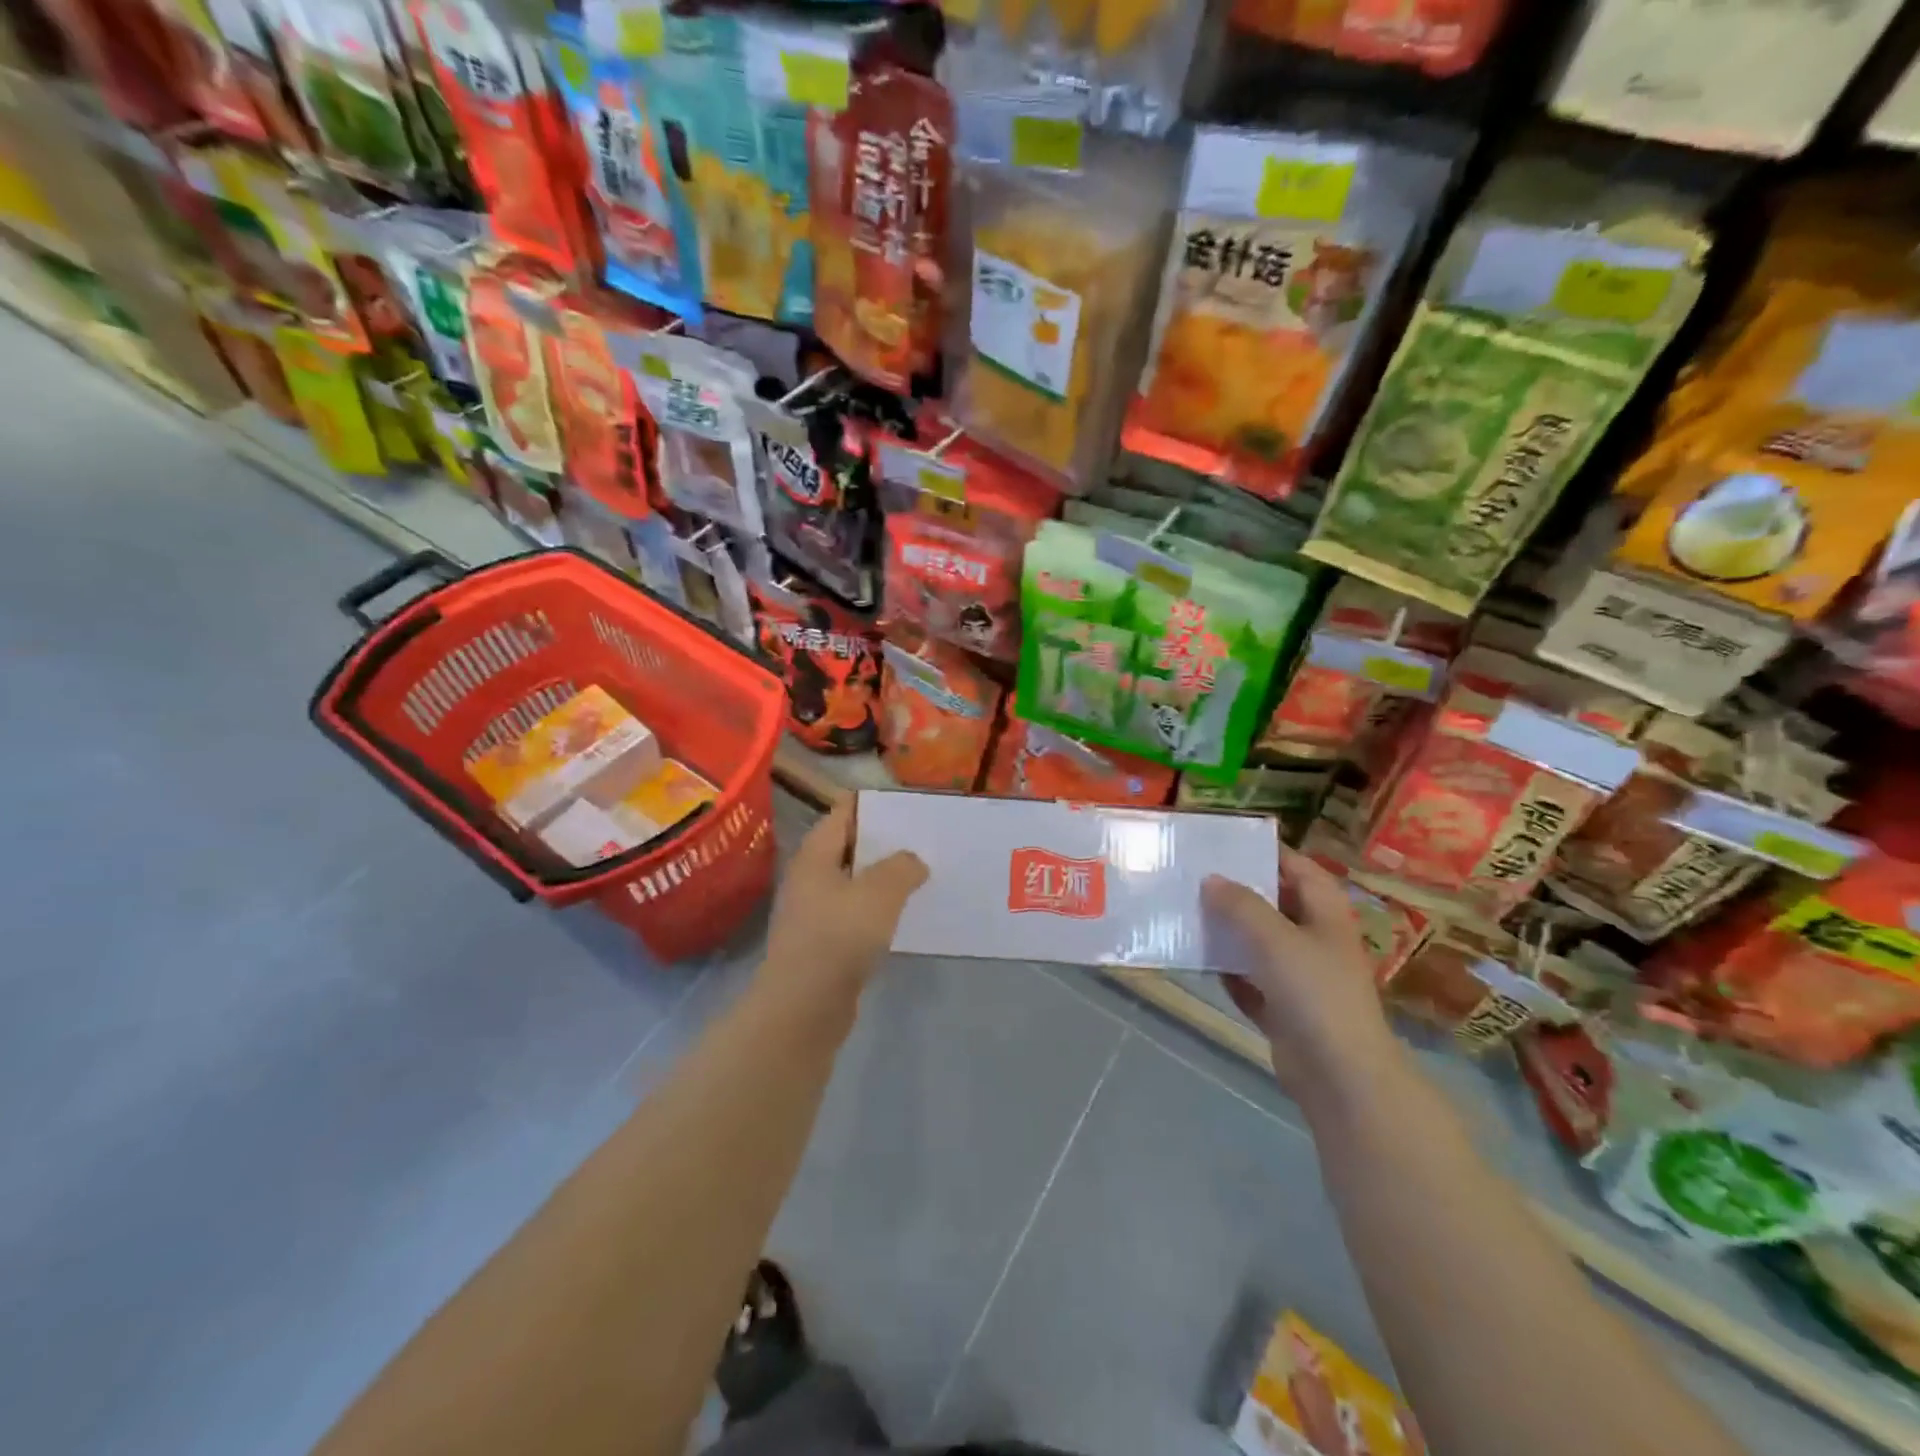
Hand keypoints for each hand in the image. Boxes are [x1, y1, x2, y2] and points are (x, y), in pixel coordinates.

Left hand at [762, 801, 927, 1001]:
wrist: (803, 1008)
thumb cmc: (838, 938)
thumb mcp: (879, 893)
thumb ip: (902, 868)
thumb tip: (913, 861)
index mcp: (815, 856)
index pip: (843, 813)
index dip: (874, 806)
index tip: (908, 808)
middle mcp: (810, 878)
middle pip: (849, 848)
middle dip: (884, 843)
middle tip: (924, 840)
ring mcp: (815, 913)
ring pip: (854, 884)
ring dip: (884, 880)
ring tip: (923, 875)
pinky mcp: (824, 944)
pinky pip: (856, 915)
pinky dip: (879, 911)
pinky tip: (905, 916)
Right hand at [1203, 847, 1398, 1101]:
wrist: (1341, 1076)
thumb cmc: (1314, 993)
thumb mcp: (1275, 939)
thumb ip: (1241, 905)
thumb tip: (1212, 879)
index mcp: (1326, 915)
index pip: (1300, 869)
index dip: (1269, 853)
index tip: (1228, 842)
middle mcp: (1317, 941)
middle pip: (1276, 904)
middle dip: (1240, 892)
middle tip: (1196, 876)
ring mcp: (1302, 978)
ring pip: (1260, 944)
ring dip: (1229, 932)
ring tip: (1188, 913)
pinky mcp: (1285, 1010)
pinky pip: (1251, 981)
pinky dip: (1229, 972)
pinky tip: (1200, 962)